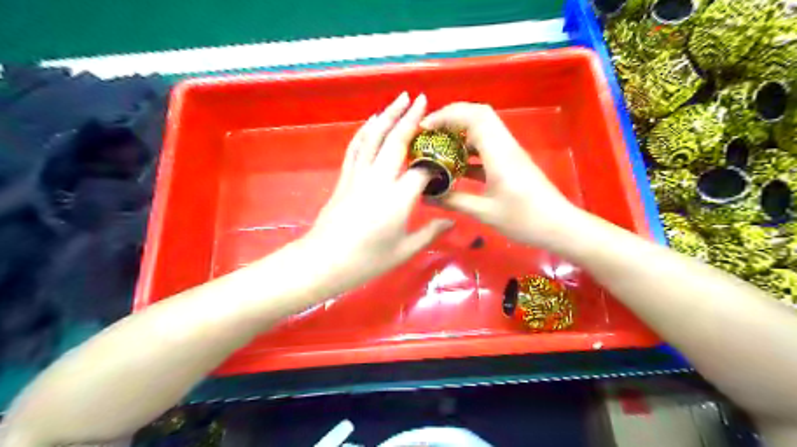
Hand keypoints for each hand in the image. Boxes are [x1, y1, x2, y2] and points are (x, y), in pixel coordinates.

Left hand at [306, 92, 453, 291]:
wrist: (325, 261)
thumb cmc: (367, 260)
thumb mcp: (404, 250)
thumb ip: (430, 233)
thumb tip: (451, 222)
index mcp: (398, 198)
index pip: (423, 169)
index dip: (437, 162)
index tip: (447, 160)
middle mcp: (379, 179)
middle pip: (396, 141)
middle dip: (410, 118)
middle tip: (422, 98)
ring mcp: (359, 176)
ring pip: (374, 137)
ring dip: (387, 115)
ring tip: (400, 99)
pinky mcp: (344, 177)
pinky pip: (356, 147)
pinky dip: (365, 130)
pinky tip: (372, 120)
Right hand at [423, 102, 579, 250]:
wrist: (559, 226)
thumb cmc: (524, 219)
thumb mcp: (484, 212)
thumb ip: (454, 201)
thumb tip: (427, 196)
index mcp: (499, 153)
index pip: (473, 116)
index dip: (447, 115)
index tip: (425, 128)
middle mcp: (505, 145)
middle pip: (478, 115)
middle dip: (451, 118)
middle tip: (430, 133)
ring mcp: (509, 152)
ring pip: (483, 129)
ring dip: (460, 133)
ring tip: (438, 147)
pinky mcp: (511, 162)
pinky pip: (487, 146)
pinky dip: (469, 149)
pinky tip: (456, 165)